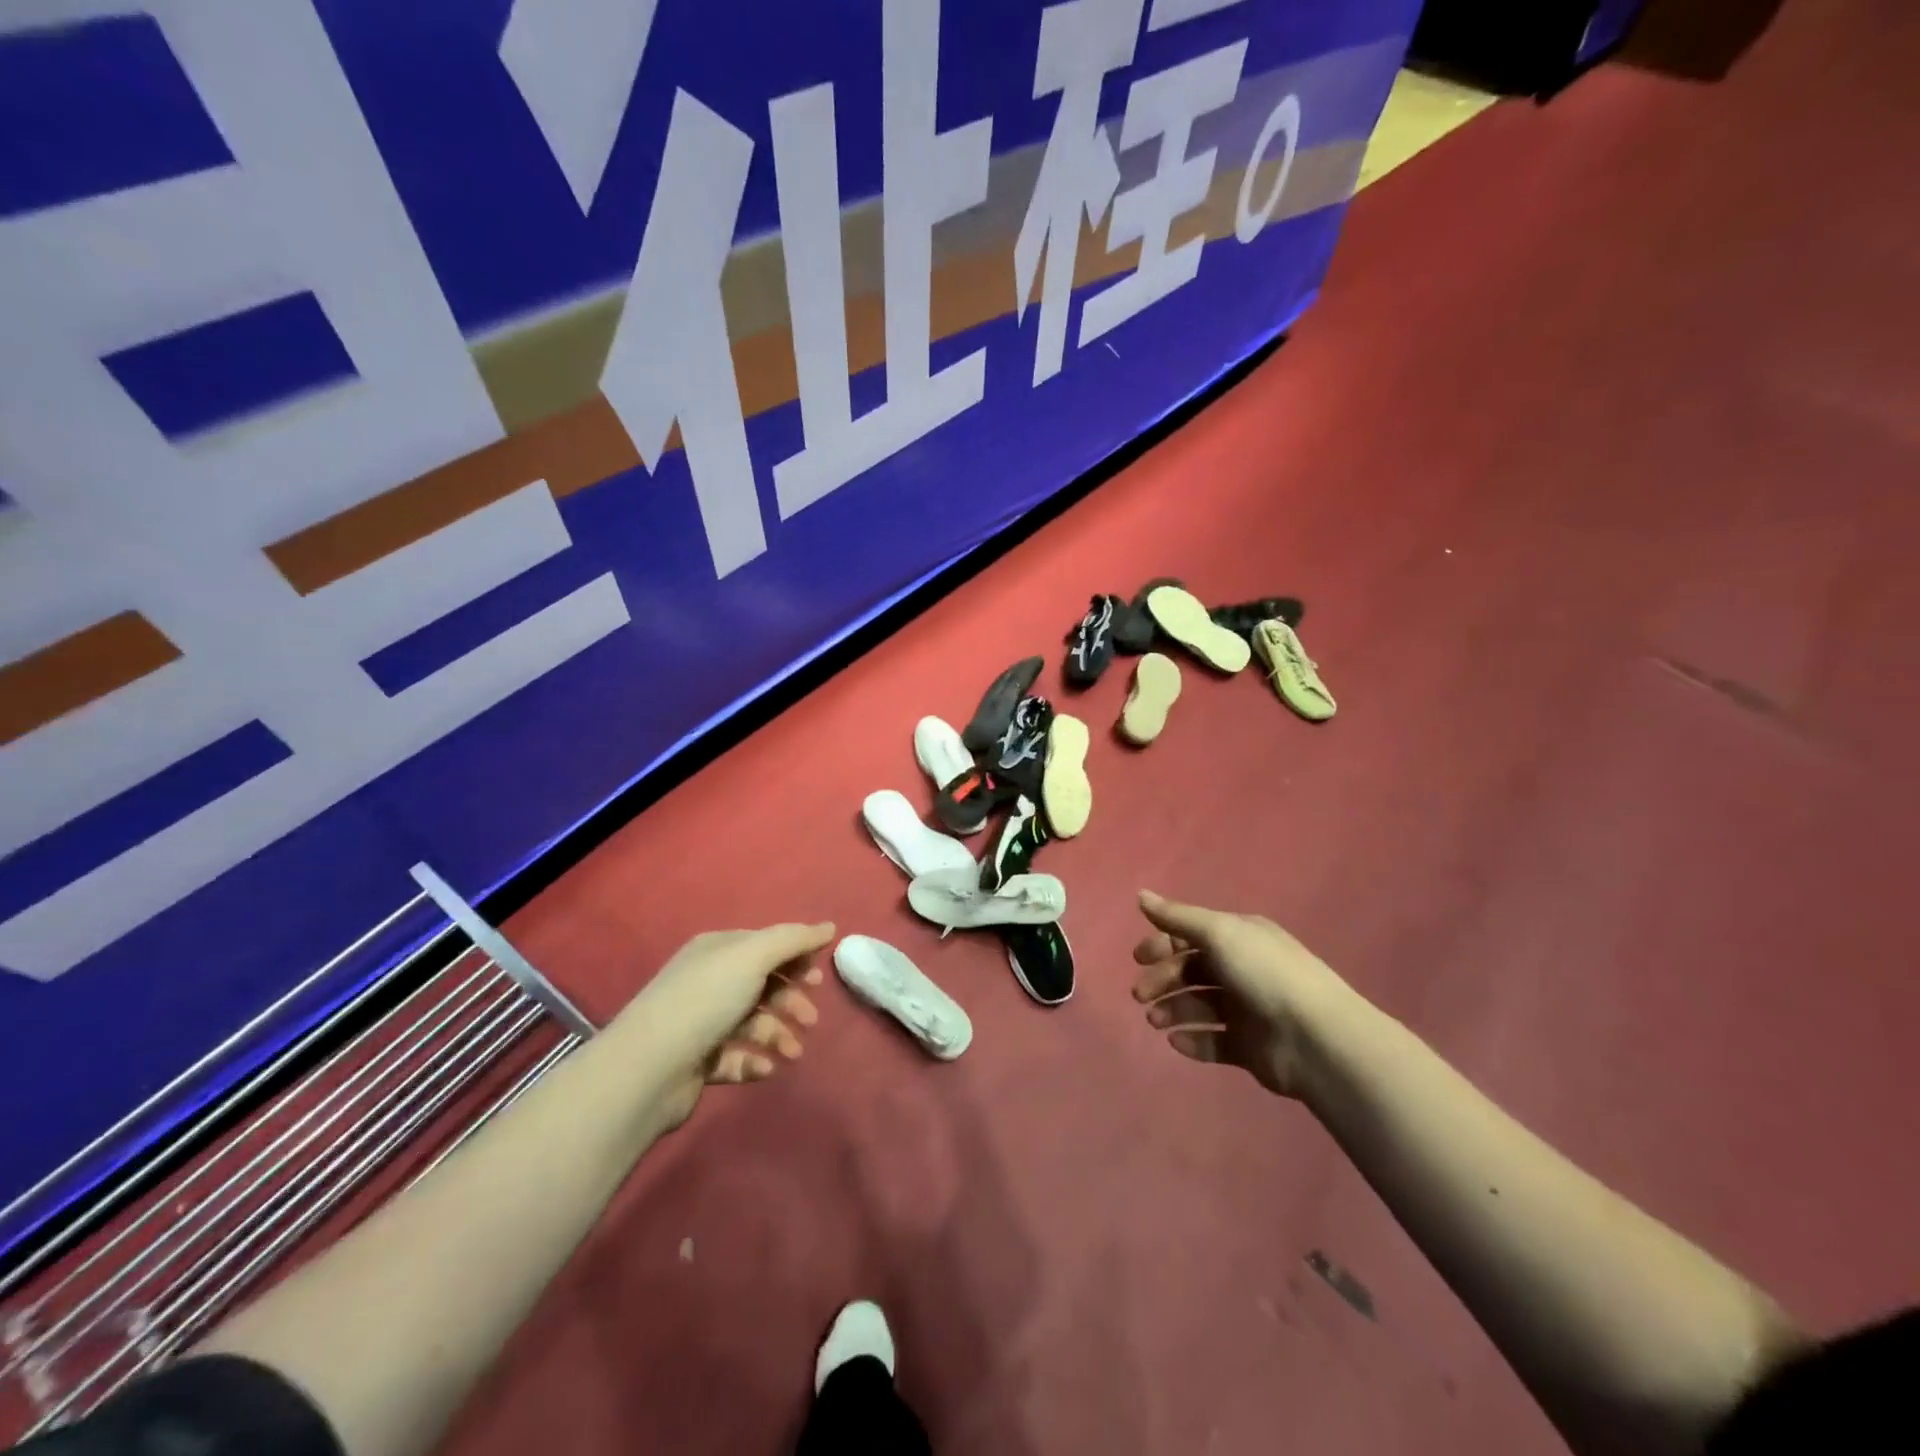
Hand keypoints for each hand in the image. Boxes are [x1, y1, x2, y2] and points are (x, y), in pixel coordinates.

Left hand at [616, 923, 833, 1129]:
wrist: (648, 1068)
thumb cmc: (705, 1000)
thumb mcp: (753, 957)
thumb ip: (793, 940)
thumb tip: (829, 927)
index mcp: (718, 951)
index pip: (765, 946)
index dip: (795, 958)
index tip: (819, 978)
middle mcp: (708, 981)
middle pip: (762, 985)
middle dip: (790, 1000)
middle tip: (811, 1019)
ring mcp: (701, 1023)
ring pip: (753, 1023)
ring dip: (778, 1035)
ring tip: (792, 1053)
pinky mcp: (697, 1061)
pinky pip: (736, 1057)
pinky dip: (754, 1061)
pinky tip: (765, 1068)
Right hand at [1131, 891, 1363, 1099]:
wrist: (1316, 1039)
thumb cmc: (1264, 974)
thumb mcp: (1219, 933)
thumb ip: (1177, 916)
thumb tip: (1139, 894)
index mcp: (1239, 937)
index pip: (1192, 935)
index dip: (1162, 944)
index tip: (1138, 959)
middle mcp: (1243, 968)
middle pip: (1191, 970)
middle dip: (1162, 980)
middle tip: (1140, 995)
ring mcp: (1246, 1009)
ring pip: (1198, 1005)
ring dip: (1172, 1009)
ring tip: (1156, 1021)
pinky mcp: (1249, 1046)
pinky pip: (1213, 1041)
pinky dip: (1192, 1040)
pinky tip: (1177, 1042)